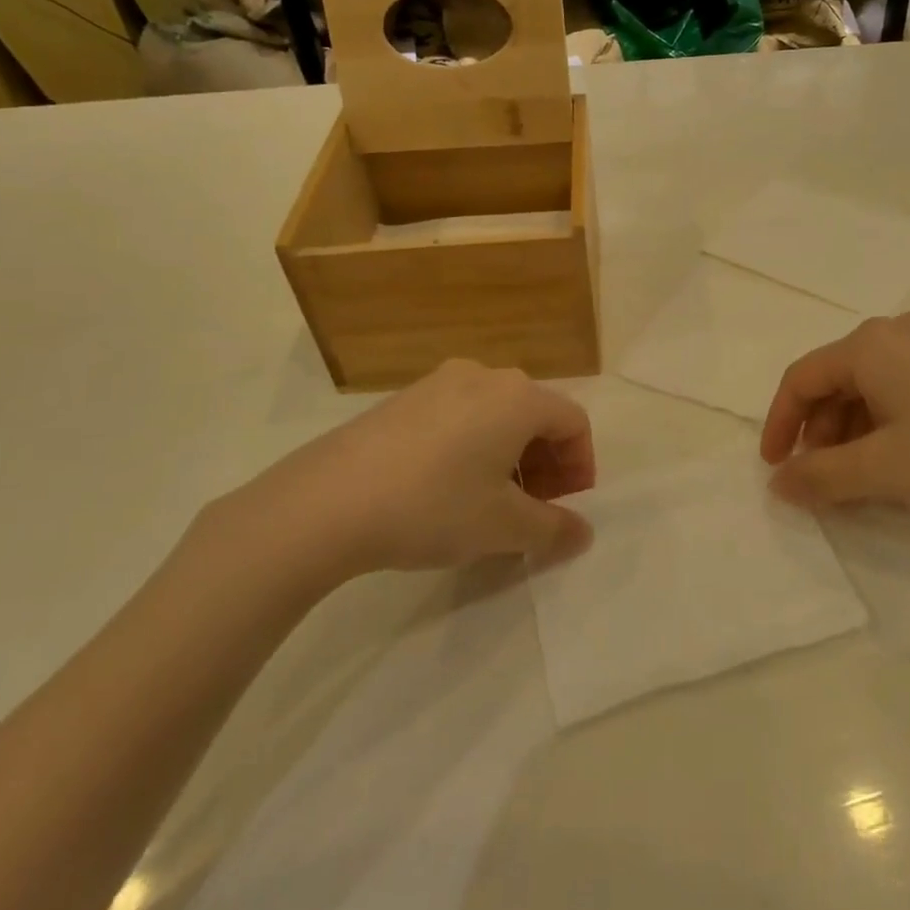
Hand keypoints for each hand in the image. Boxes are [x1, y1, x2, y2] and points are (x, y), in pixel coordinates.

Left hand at [194, 360, 595, 601]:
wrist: (325, 502)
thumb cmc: (433, 506)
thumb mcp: (503, 528)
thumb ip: (553, 529)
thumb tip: (583, 533)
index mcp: (518, 397)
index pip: (573, 421)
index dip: (581, 466)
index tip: (567, 506)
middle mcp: (483, 376)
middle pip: (535, 415)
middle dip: (546, 463)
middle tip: (535, 508)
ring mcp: (438, 382)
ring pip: (496, 415)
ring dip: (510, 456)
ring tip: (491, 503)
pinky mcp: (403, 399)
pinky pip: (459, 416)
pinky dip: (473, 447)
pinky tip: (447, 489)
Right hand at [760, 312, 909, 517]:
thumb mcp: (886, 470)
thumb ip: (823, 477)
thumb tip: (778, 484)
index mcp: (870, 345)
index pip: (801, 379)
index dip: (779, 424)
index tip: (775, 468)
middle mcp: (897, 332)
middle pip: (835, 381)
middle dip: (819, 433)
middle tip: (822, 481)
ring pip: (870, 386)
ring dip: (852, 432)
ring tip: (861, 480)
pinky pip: (902, 387)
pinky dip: (885, 423)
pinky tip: (900, 459)